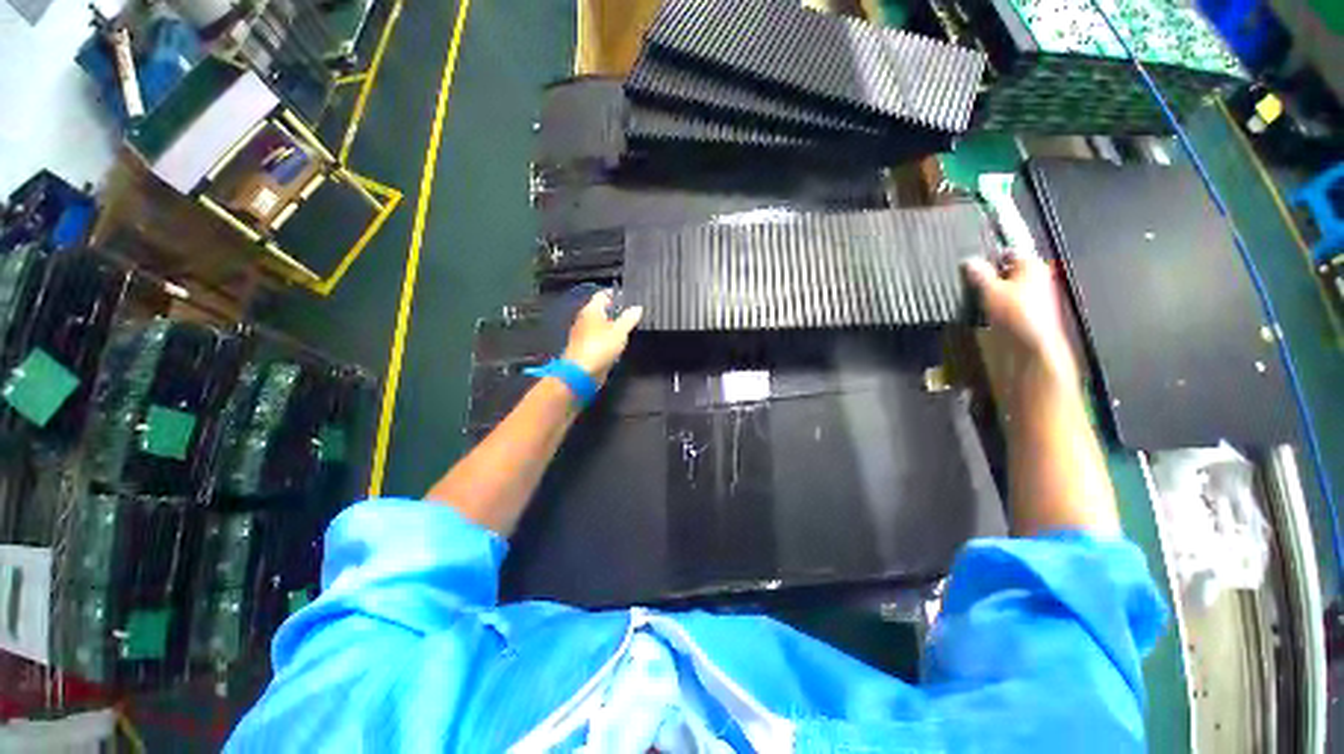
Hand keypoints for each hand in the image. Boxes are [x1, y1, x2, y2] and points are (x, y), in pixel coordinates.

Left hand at [561, 290, 643, 382]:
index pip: (603, 294)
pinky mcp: (584, 348)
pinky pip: (598, 339)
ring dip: (612, 328)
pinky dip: (607, 341)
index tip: (629, 299)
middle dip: (616, 313)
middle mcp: (584, 319)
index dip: (616, 294)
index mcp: (591, 310)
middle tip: (632, 316)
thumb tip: (637, 307)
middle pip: (601, 310)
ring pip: (600, 326)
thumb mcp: (620, 331)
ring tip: (627, 332)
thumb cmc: (600, 347)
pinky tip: (616, 347)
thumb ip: (629, 318)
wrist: (581, 373)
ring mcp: (583, 334)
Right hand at [963, 255, 1077, 380]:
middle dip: (987, 274)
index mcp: (1032, 265)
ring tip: (972, 295)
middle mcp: (1034, 277)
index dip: (989, 255)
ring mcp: (1030, 296)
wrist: (1030, 346)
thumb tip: (968, 261)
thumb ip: (979, 274)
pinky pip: (1003, 302)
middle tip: (967, 280)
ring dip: (987, 290)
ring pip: (1003, 287)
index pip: (1009, 251)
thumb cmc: (1016, 313)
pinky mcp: (1023, 313)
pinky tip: (981, 310)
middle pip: (1006, 270)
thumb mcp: (990, 289)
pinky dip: (991, 303)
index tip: (970, 262)